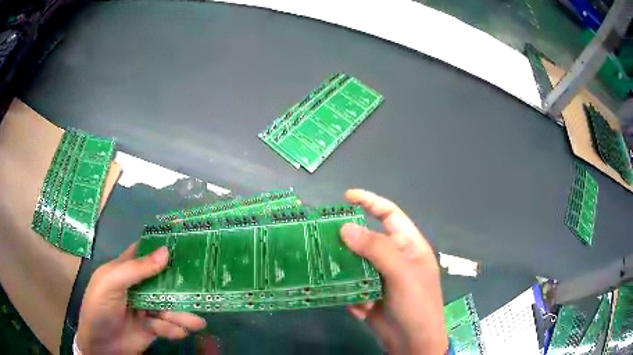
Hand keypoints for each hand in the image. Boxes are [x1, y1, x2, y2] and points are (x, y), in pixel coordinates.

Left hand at [76, 243, 206, 353]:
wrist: (100, 345)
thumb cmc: (99, 307)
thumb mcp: (111, 283)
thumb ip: (136, 269)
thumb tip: (166, 251)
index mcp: (126, 270)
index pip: (146, 253)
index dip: (163, 247)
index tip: (187, 244)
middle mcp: (139, 287)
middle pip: (163, 281)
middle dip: (181, 286)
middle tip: (203, 288)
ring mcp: (146, 308)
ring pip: (170, 306)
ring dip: (182, 314)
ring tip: (197, 322)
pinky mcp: (153, 327)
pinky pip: (168, 326)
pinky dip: (173, 329)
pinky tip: (177, 333)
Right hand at [340, 189, 447, 354]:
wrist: (414, 344)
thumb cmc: (417, 304)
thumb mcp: (401, 273)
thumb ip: (376, 249)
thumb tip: (345, 228)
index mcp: (409, 246)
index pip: (390, 215)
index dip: (370, 202)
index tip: (346, 197)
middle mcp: (394, 259)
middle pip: (367, 241)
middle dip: (348, 242)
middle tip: (324, 241)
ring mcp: (381, 279)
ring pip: (355, 265)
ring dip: (345, 272)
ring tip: (331, 276)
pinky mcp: (370, 296)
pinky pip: (353, 287)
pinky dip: (351, 296)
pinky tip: (359, 309)